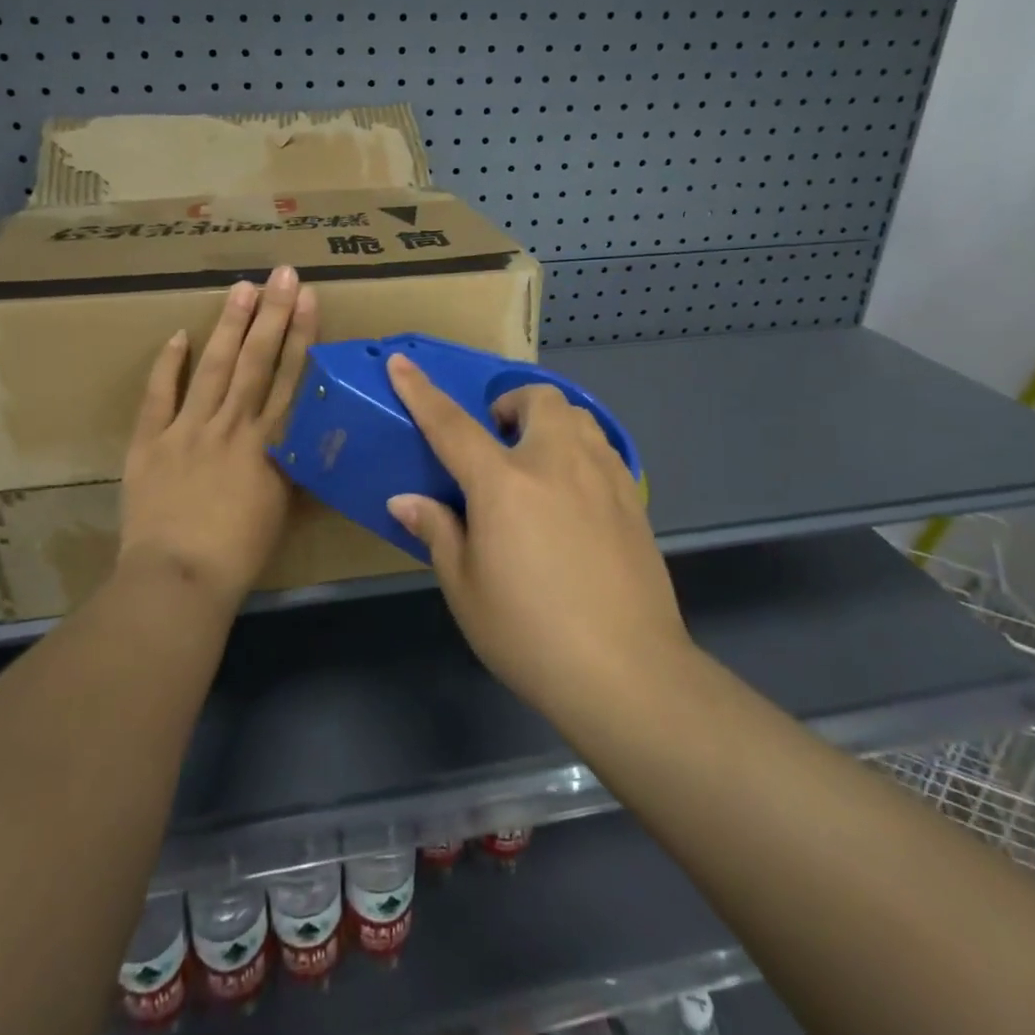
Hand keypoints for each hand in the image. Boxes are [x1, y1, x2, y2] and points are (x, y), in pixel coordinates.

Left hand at [118, 265, 316, 610]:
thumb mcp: (282, 509)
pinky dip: (168, 366)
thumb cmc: (240, 553)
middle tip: (280, 274)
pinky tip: (178, 335)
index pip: (290, 378)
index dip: (301, 335)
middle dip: (271, 314)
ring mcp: (188, 429)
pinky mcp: (150, 442)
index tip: (308, 299)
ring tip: (241, 287)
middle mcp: (232, 425)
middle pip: (256, 361)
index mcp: (268, 444)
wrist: (179, 578)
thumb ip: (290, 468)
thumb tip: (303, 440)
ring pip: (214, 367)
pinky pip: (159, 396)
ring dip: (229, 326)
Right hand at [384, 355, 695, 724]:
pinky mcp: (632, 499)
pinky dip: (578, 450)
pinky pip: (601, 449)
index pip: (451, 424)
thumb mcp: (466, 588)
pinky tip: (572, 494)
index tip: (401, 362)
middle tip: (497, 441)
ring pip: (576, 417)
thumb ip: (438, 532)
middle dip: (510, 404)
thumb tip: (407, 500)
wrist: (627, 672)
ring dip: (548, 422)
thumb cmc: (530, 634)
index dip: (420, 390)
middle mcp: (556, 463)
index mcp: (504, 483)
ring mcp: (602, 476)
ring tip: (535, 463)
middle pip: (536, 398)